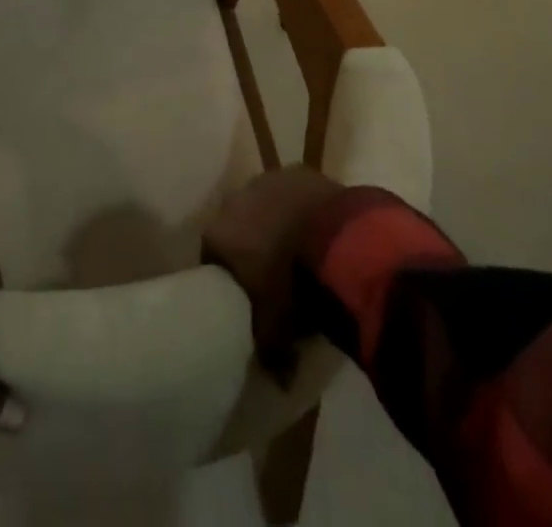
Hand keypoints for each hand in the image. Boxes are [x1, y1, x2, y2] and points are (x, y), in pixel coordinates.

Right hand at [202, 166, 342, 382]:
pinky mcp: (300, 170)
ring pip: (265, 203)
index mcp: (219, 233)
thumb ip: (269, 353)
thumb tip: (277, 381)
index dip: (226, 275)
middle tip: (270, 272)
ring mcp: (269, 179)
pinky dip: (302, 208)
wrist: (341, 242)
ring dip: (276, 221)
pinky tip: (319, 229)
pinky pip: (294, 193)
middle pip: (237, 224)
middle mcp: (236, 199)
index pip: (211, 254)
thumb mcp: (277, 330)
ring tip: (297, 247)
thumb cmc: (295, 286)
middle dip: (250, 243)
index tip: (241, 295)